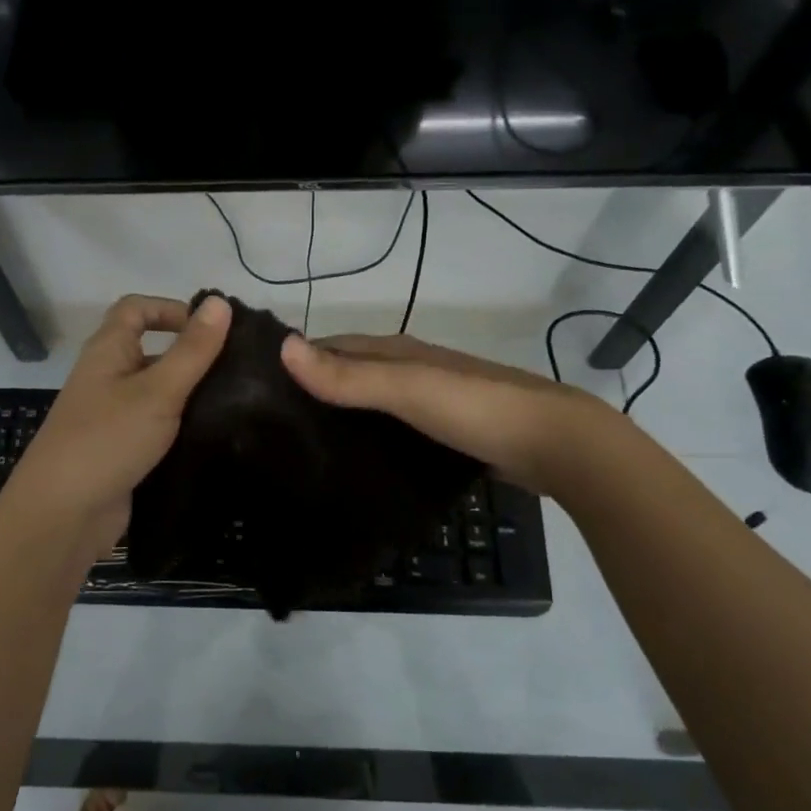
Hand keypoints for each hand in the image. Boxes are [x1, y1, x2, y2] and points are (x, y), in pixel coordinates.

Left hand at [0, 293, 231, 555]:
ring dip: (191, 393)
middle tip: (238, 367)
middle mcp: (108, 377)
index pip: (136, 309)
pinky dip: (182, 426)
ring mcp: (114, 417)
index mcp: (108, 351)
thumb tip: (220, 302)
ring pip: (158, 392)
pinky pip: (157, 427)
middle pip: (151, 351)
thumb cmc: (107, 439)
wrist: (63, 514)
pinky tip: (217, 435)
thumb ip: (192, 350)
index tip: (211, 328)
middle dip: (191, 354)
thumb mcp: (157, 391)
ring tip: (239, 401)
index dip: (171, 308)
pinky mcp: (123, 451)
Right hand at [280, 331, 617, 496]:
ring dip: (340, 417)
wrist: (556, 444)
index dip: (296, 358)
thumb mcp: (408, 389)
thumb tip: (282, 348)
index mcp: (397, 351)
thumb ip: (349, 376)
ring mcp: (429, 402)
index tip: (254, 385)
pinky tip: (353, 464)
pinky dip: (369, 439)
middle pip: (350, 373)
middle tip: (269, 426)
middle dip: (313, 389)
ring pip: (371, 404)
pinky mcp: (443, 433)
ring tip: (300, 448)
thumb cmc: (476, 409)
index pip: (332, 345)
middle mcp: (410, 369)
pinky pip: (392, 431)